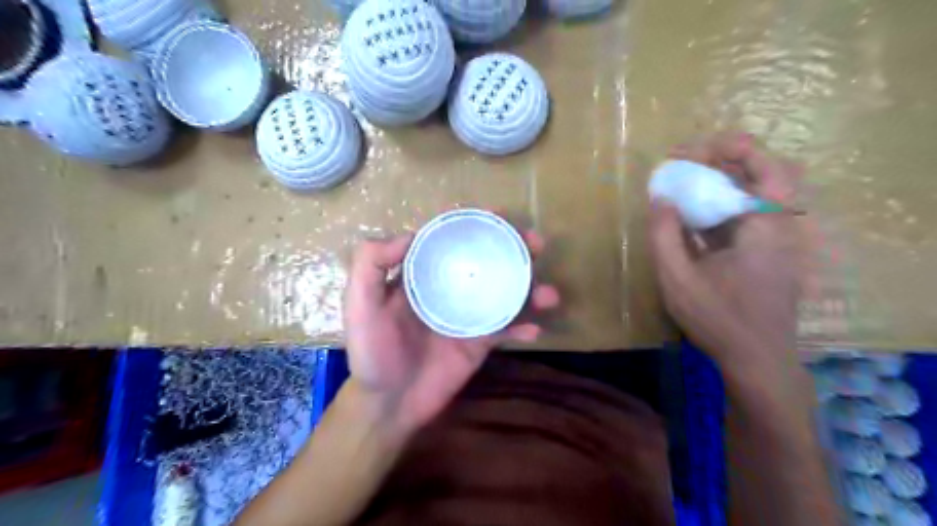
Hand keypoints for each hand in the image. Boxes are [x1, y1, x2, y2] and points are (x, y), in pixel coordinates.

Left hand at [347, 231, 559, 435]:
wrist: (388, 404)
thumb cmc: (372, 353)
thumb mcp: (359, 305)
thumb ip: (371, 264)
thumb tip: (412, 233)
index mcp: (423, 275)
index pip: (451, 240)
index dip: (473, 224)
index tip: (498, 214)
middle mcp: (449, 289)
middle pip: (486, 261)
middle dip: (513, 249)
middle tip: (535, 244)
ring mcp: (468, 316)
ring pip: (504, 293)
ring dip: (529, 288)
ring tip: (548, 293)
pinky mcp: (479, 343)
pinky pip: (506, 330)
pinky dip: (522, 328)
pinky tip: (536, 329)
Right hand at [653, 130, 805, 376]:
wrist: (757, 359)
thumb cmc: (717, 319)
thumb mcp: (677, 279)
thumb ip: (664, 235)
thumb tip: (659, 198)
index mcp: (764, 227)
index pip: (761, 167)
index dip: (726, 149)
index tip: (685, 152)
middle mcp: (779, 227)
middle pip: (766, 172)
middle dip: (727, 158)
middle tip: (688, 162)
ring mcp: (778, 241)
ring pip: (758, 194)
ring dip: (725, 180)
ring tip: (687, 182)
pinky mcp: (770, 253)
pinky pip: (749, 216)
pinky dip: (724, 205)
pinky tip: (695, 216)